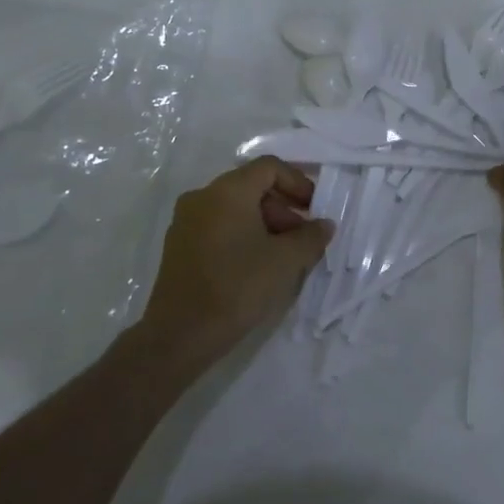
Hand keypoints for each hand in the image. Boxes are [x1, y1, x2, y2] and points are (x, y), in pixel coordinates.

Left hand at [139, 157, 332, 361]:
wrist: (179, 336)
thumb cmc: (237, 287)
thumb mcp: (286, 261)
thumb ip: (311, 237)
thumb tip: (324, 225)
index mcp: (228, 191)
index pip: (269, 167)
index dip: (298, 182)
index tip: (315, 208)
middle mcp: (203, 196)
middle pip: (251, 187)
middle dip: (283, 208)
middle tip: (302, 237)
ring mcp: (186, 221)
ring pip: (234, 208)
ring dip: (264, 223)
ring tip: (283, 255)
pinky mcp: (178, 245)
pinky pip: (218, 226)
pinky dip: (242, 235)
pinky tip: (256, 266)